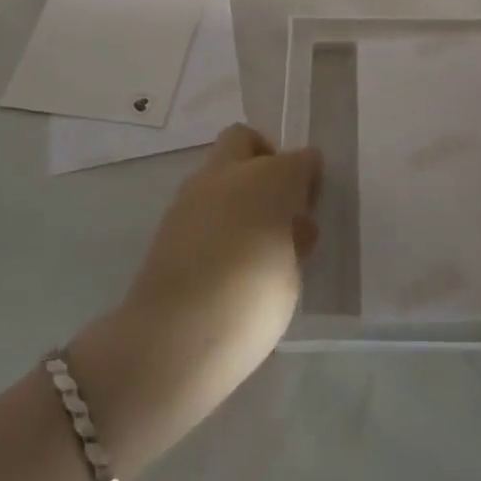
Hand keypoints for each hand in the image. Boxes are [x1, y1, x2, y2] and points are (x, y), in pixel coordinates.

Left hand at [65, 126, 320, 480]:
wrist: (172, 341)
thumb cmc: (251, 303)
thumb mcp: (292, 273)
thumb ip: (294, 238)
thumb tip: (292, 224)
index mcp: (270, 179)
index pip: (300, 159)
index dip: (309, 177)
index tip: (312, 203)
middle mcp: (228, 175)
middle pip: (245, 140)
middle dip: (264, 158)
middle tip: (278, 203)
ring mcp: (191, 196)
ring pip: (219, 169)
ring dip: (236, 188)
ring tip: (253, 237)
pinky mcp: (167, 222)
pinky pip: (201, 202)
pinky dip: (216, 214)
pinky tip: (225, 254)